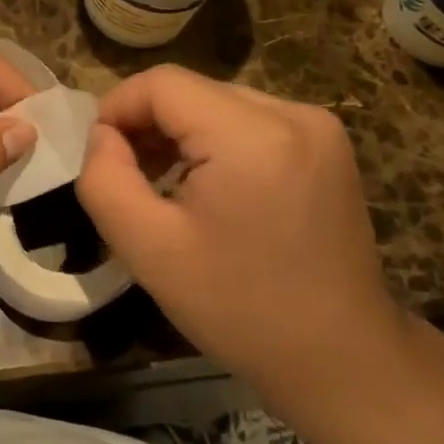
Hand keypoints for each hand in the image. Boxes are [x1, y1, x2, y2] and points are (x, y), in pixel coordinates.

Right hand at [76, 66, 407, 405]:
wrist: (342, 360)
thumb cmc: (240, 309)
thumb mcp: (149, 251)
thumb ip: (106, 180)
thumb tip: (101, 135)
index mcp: (252, 136)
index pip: (162, 84)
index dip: (118, 109)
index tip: (101, 156)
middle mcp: (292, 114)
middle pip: (192, 90)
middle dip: (148, 124)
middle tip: (129, 177)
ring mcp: (318, 127)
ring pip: (219, 103)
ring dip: (181, 133)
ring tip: (165, 184)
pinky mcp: (328, 144)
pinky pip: (251, 120)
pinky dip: (217, 142)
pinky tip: (210, 187)